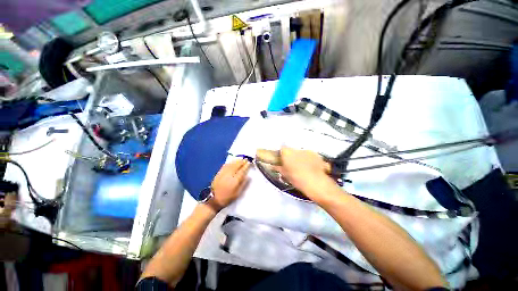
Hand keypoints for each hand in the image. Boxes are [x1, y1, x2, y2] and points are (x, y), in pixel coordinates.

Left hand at [211, 159, 250, 210]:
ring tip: (241, 159)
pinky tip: (232, 162)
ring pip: (231, 164)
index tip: (249, 163)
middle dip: (242, 162)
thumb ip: (243, 184)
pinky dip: (230, 162)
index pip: (242, 171)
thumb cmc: (227, 198)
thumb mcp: (237, 193)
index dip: (246, 166)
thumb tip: (248, 176)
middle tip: (246, 159)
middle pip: (236, 166)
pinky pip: (225, 165)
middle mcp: (229, 175)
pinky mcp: (219, 173)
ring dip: (236, 161)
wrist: (214, 199)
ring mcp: (223, 173)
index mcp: (234, 181)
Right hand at [276, 147, 335, 200]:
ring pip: (302, 153)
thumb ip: (278, 168)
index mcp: (287, 153)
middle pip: (292, 151)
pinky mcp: (317, 155)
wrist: (315, 182)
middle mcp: (297, 149)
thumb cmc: (297, 179)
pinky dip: (310, 160)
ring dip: (301, 158)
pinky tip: (312, 168)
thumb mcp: (285, 175)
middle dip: (292, 157)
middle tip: (292, 166)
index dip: (282, 155)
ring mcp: (308, 151)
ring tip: (303, 169)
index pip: (282, 150)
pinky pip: (311, 156)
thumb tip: (274, 166)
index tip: (283, 162)